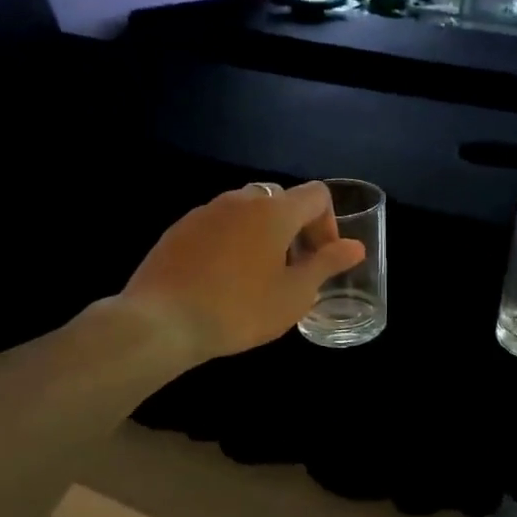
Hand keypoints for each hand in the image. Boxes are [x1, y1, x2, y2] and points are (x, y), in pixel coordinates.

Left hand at [122, 182, 365, 362]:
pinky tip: (222, 279)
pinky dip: (231, 242)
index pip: (316, 195)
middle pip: (280, 200)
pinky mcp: (179, 229)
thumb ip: (326, 265)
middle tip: (293, 268)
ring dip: (262, 234)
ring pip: (246, 211)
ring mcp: (205, 211)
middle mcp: (240, 200)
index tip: (321, 259)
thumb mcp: (294, 294)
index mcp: (274, 210)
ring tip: (258, 276)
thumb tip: (355, 246)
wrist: (161, 321)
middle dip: (295, 228)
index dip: (329, 224)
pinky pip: (218, 225)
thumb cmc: (239, 309)